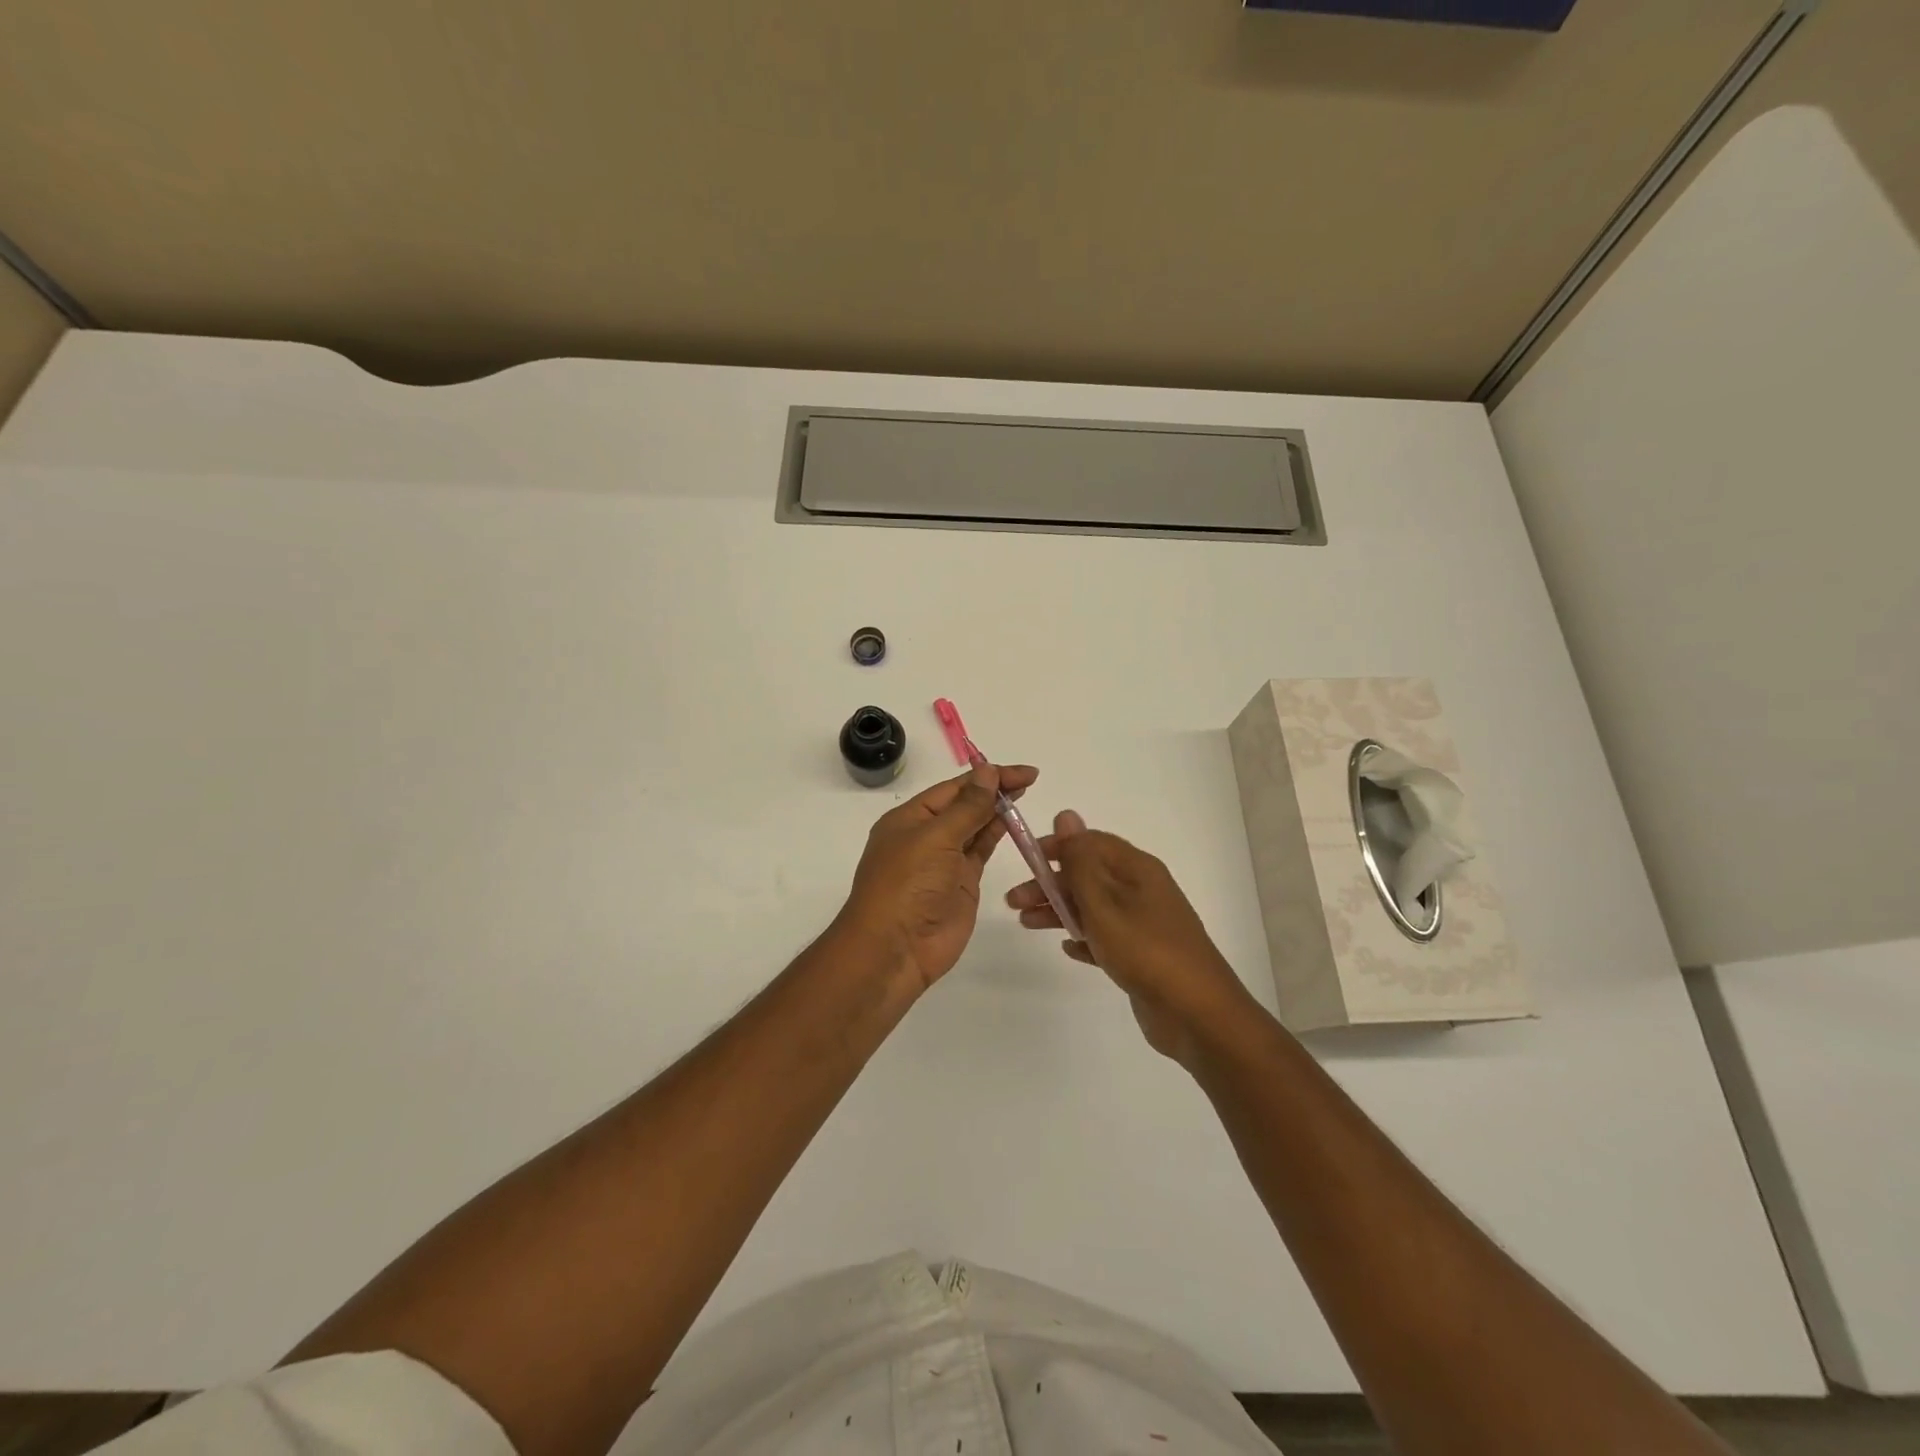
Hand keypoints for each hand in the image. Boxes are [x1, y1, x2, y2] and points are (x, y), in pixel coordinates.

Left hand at [835, 762, 1038, 993]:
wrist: (896, 948)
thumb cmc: (907, 885)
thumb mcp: (935, 838)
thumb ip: (967, 807)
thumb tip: (987, 771)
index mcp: (910, 818)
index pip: (954, 788)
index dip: (986, 776)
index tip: (1022, 772)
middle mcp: (927, 836)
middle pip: (965, 804)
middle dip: (995, 789)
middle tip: (1030, 779)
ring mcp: (945, 861)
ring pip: (975, 826)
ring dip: (998, 809)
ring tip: (1026, 793)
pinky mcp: (962, 883)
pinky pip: (982, 851)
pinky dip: (998, 834)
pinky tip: (1014, 821)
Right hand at [1007, 811, 1256, 1063]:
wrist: (1197, 1014)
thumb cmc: (1145, 950)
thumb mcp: (1104, 902)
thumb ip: (1080, 860)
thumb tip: (1066, 814)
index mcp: (1136, 869)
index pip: (1090, 842)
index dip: (1057, 847)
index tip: (1026, 859)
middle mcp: (1141, 890)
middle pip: (1088, 876)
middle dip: (1050, 884)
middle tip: (1014, 901)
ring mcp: (1144, 924)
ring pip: (1093, 907)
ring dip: (1060, 911)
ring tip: (1026, 924)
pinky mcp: (1143, 955)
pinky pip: (1106, 938)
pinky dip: (1085, 938)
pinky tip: (1067, 948)